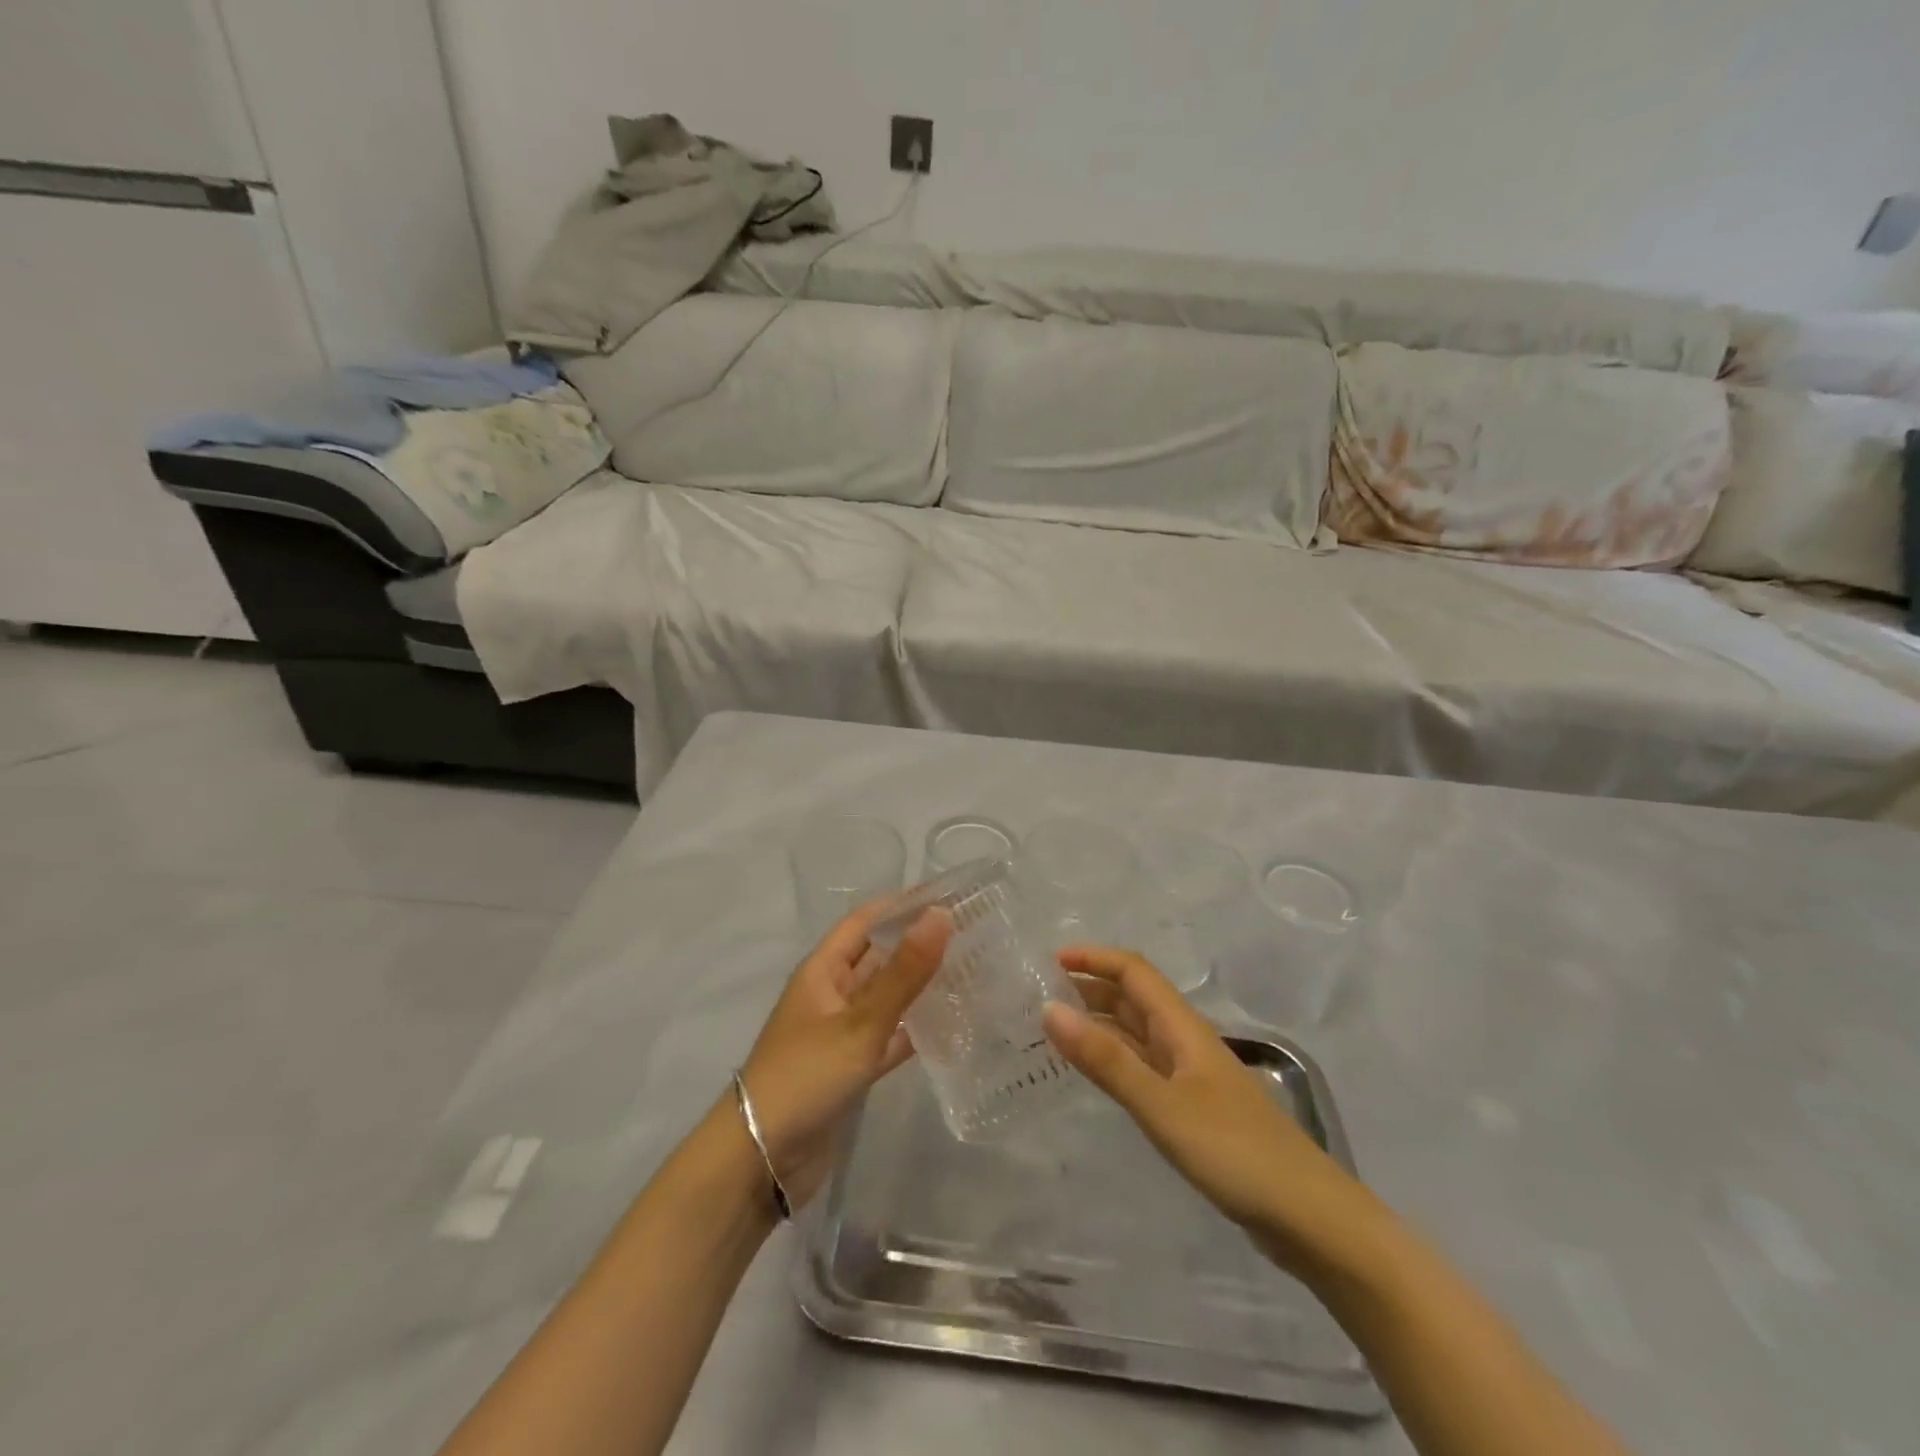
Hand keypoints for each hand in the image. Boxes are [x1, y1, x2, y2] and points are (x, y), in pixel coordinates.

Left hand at [736, 905, 949, 1208]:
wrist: (761, 1161)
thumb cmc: (806, 1076)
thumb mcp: (860, 1022)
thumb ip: (904, 973)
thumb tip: (941, 915)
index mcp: (823, 971)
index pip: (865, 921)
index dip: (901, 905)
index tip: (948, 896)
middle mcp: (831, 994)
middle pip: (878, 957)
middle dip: (917, 943)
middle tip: (971, 934)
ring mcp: (841, 1032)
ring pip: (887, 998)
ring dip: (920, 986)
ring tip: (969, 972)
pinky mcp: (851, 1068)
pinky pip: (889, 1037)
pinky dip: (915, 1031)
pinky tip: (950, 1027)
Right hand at [1042, 945, 1368, 1274]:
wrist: (1308, 1217)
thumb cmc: (1234, 1151)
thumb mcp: (1161, 1104)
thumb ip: (1106, 1059)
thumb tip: (1049, 1007)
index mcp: (1182, 1027)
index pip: (1133, 971)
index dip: (1093, 958)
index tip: (1047, 962)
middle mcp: (1185, 1041)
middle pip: (1133, 998)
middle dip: (1089, 988)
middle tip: (1039, 996)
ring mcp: (1191, 1076)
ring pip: (1137, 1033)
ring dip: (1098, 1023)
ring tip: (1054, 1031)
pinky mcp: (1194, 1109)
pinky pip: (1143, 1067)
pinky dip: (1114, 1059)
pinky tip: (1095, 1076)